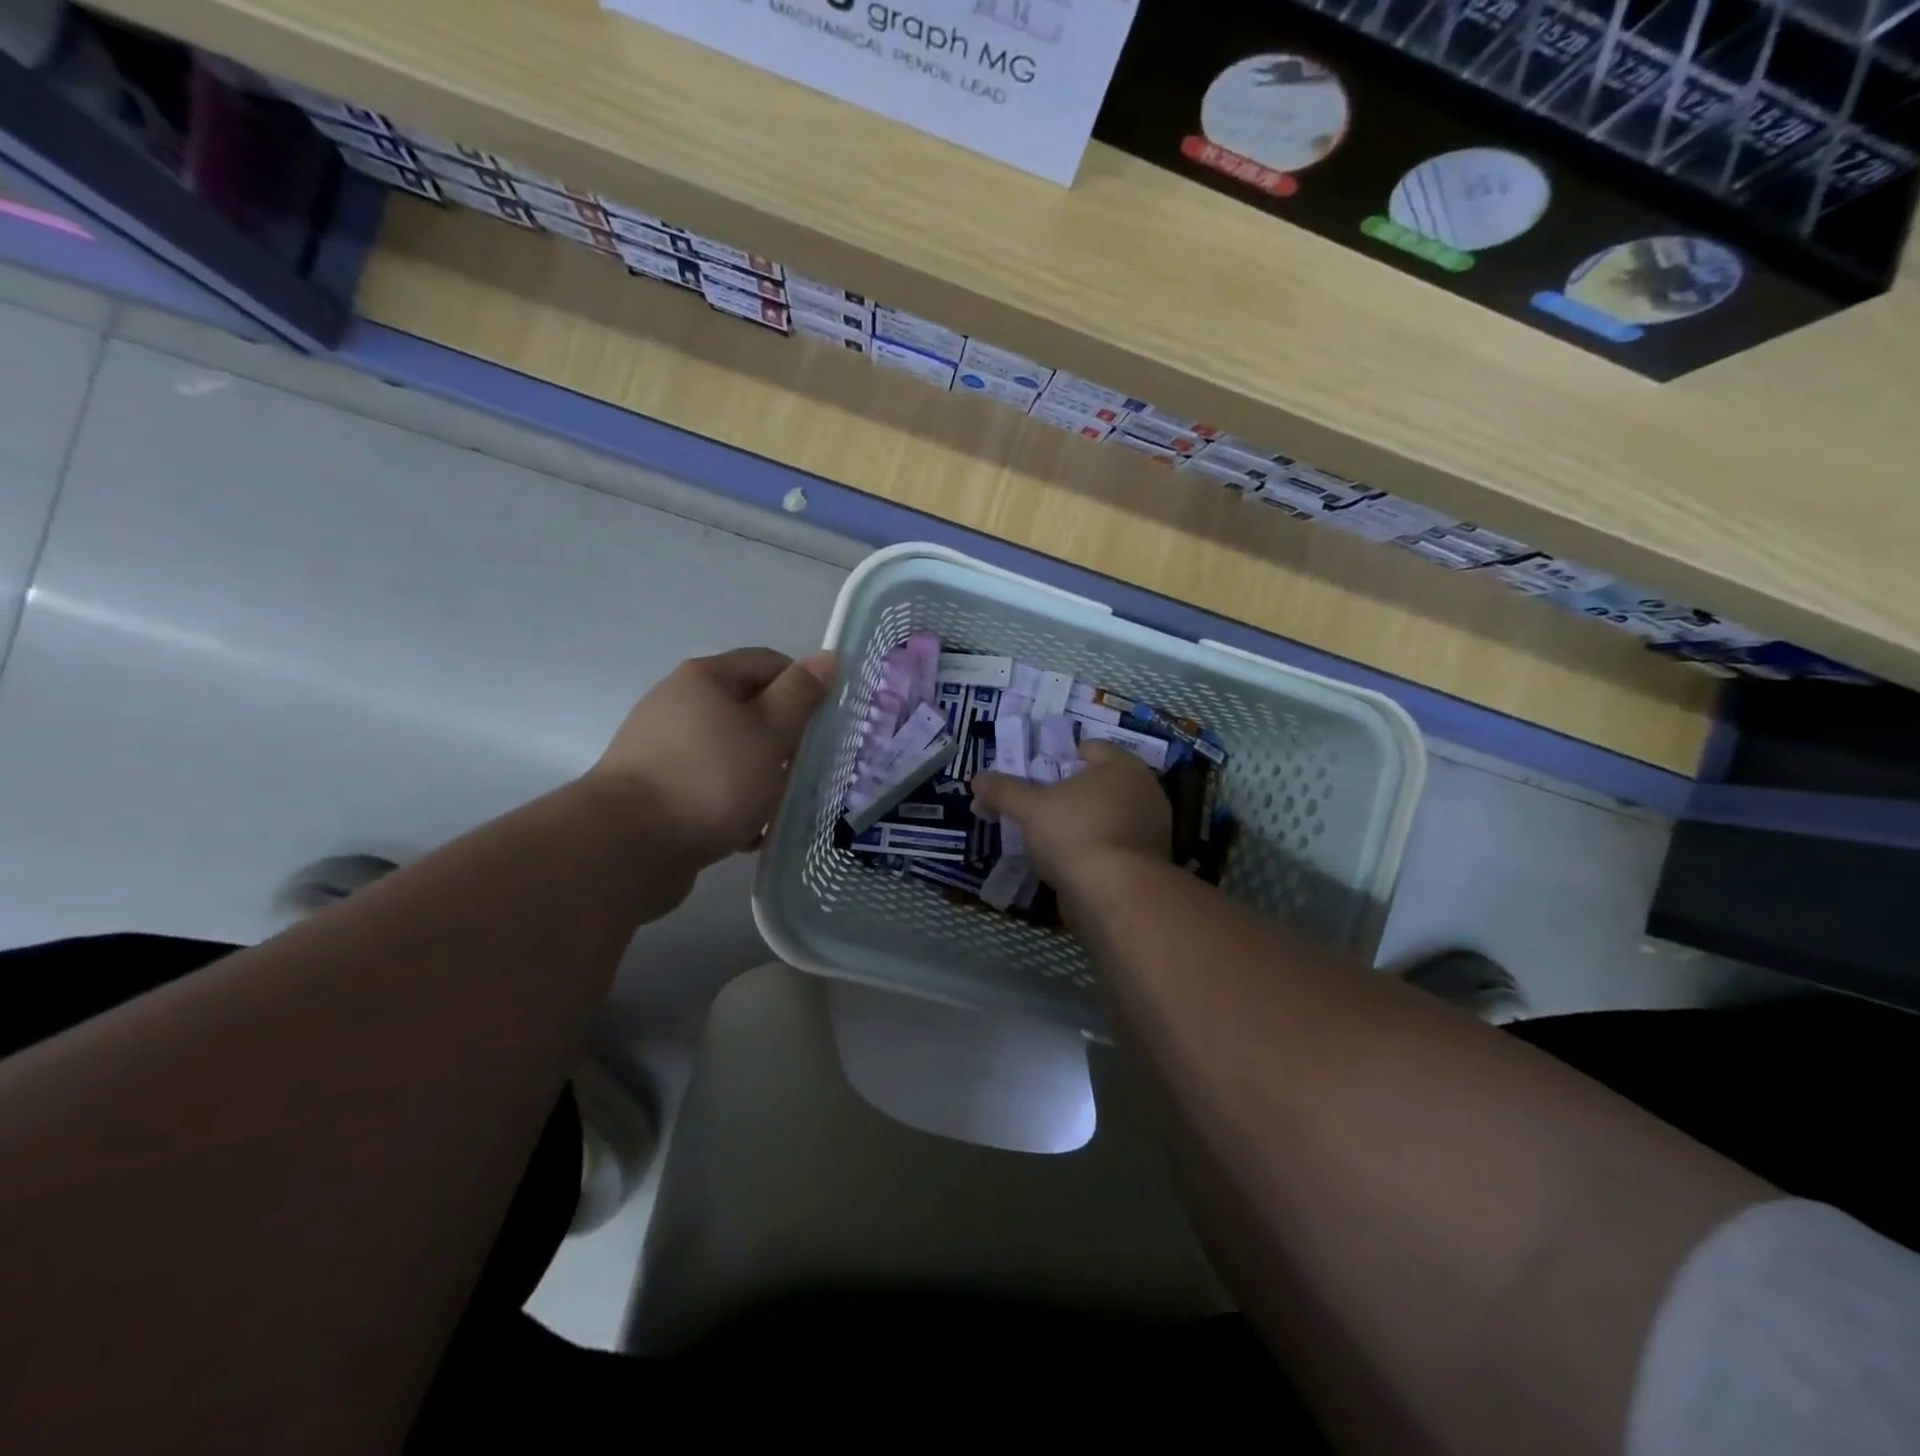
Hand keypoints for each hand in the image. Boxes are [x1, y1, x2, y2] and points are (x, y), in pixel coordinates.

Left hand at [588, 648, 834, 866]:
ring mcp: (663, 746)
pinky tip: (749, 832)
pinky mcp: (656, 787)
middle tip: (807, 770)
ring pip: (732, 751)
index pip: (769, 663)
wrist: (628, 846)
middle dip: (783, 739)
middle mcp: (678, 702)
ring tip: (780, 807)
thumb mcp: (770, 733)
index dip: (804, 687)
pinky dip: (732, 801)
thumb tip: (827, 657)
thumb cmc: (712, 779)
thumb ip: (800, 695)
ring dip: (761, 775)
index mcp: (705, 678)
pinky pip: (709, 784)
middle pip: (749, 709)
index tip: (826, 725)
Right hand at [972, 742, 1169, 892]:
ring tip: (1055, 836)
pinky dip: (1098, 848)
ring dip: (1088, 821)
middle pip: (1104, 782)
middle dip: (1077, 791)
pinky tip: (1074, 861)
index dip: (1065, 756)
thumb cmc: (1074, 833)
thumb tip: (978, 778)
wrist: (1115, 894)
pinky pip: (1117, 844)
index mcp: (1122, 766)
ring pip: (1112, 815)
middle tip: (1045, 803)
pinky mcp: (1150, 862)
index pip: (1094, 748)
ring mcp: (1153, 829)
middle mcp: (1145, 791)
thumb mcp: (1030, 809)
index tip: (1042, 773)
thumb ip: (1005, 791)